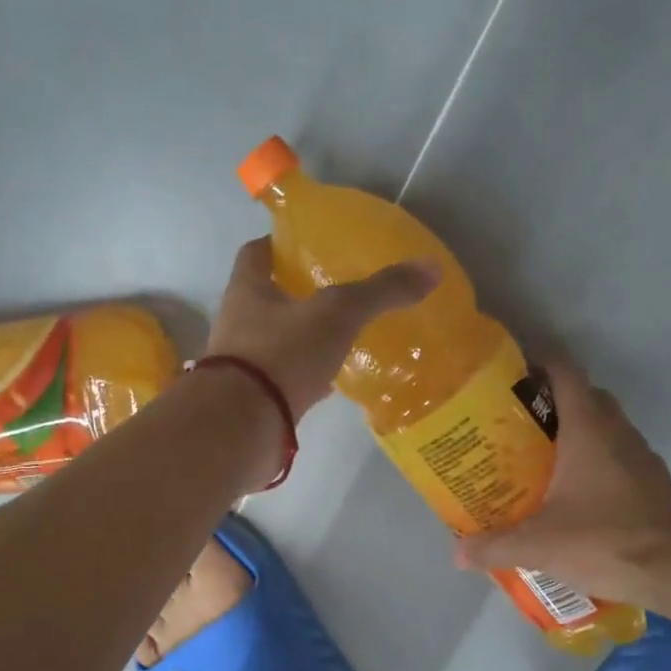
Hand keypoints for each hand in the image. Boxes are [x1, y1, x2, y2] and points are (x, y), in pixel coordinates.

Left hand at [204, 237, 437, 415]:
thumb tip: (431, 269)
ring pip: (277, 341)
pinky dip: (307, 377)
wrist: (243, 426)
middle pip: (268, 297)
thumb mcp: (337, 314)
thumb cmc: (282, 353)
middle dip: (299, 294)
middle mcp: (238, 322)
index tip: (310, 245)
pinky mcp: (255, 399)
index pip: (257, 252)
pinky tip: (334, 382)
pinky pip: (284, 379)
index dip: (281, 244)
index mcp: (247, 289)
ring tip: (344, 337)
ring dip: (304, 338)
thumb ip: (381, 292)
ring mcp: (243, 364)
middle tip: (339, 293)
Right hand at [454, 361, 670, 606]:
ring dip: (576, 430)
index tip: (510, 373)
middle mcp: (617, 432)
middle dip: (552, 401)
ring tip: (540, 457)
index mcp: (588, 430)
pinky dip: (596, 459)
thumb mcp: (539, 547)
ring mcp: (641, 455)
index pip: (565, 373)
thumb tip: (457, 553)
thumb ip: (495, 547)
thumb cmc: (605, 542)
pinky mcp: (653, 481)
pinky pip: (618, 453)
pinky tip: (576, 491)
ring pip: (605, 425)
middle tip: (516, 423)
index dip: (539, 362)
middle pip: (584, 396)